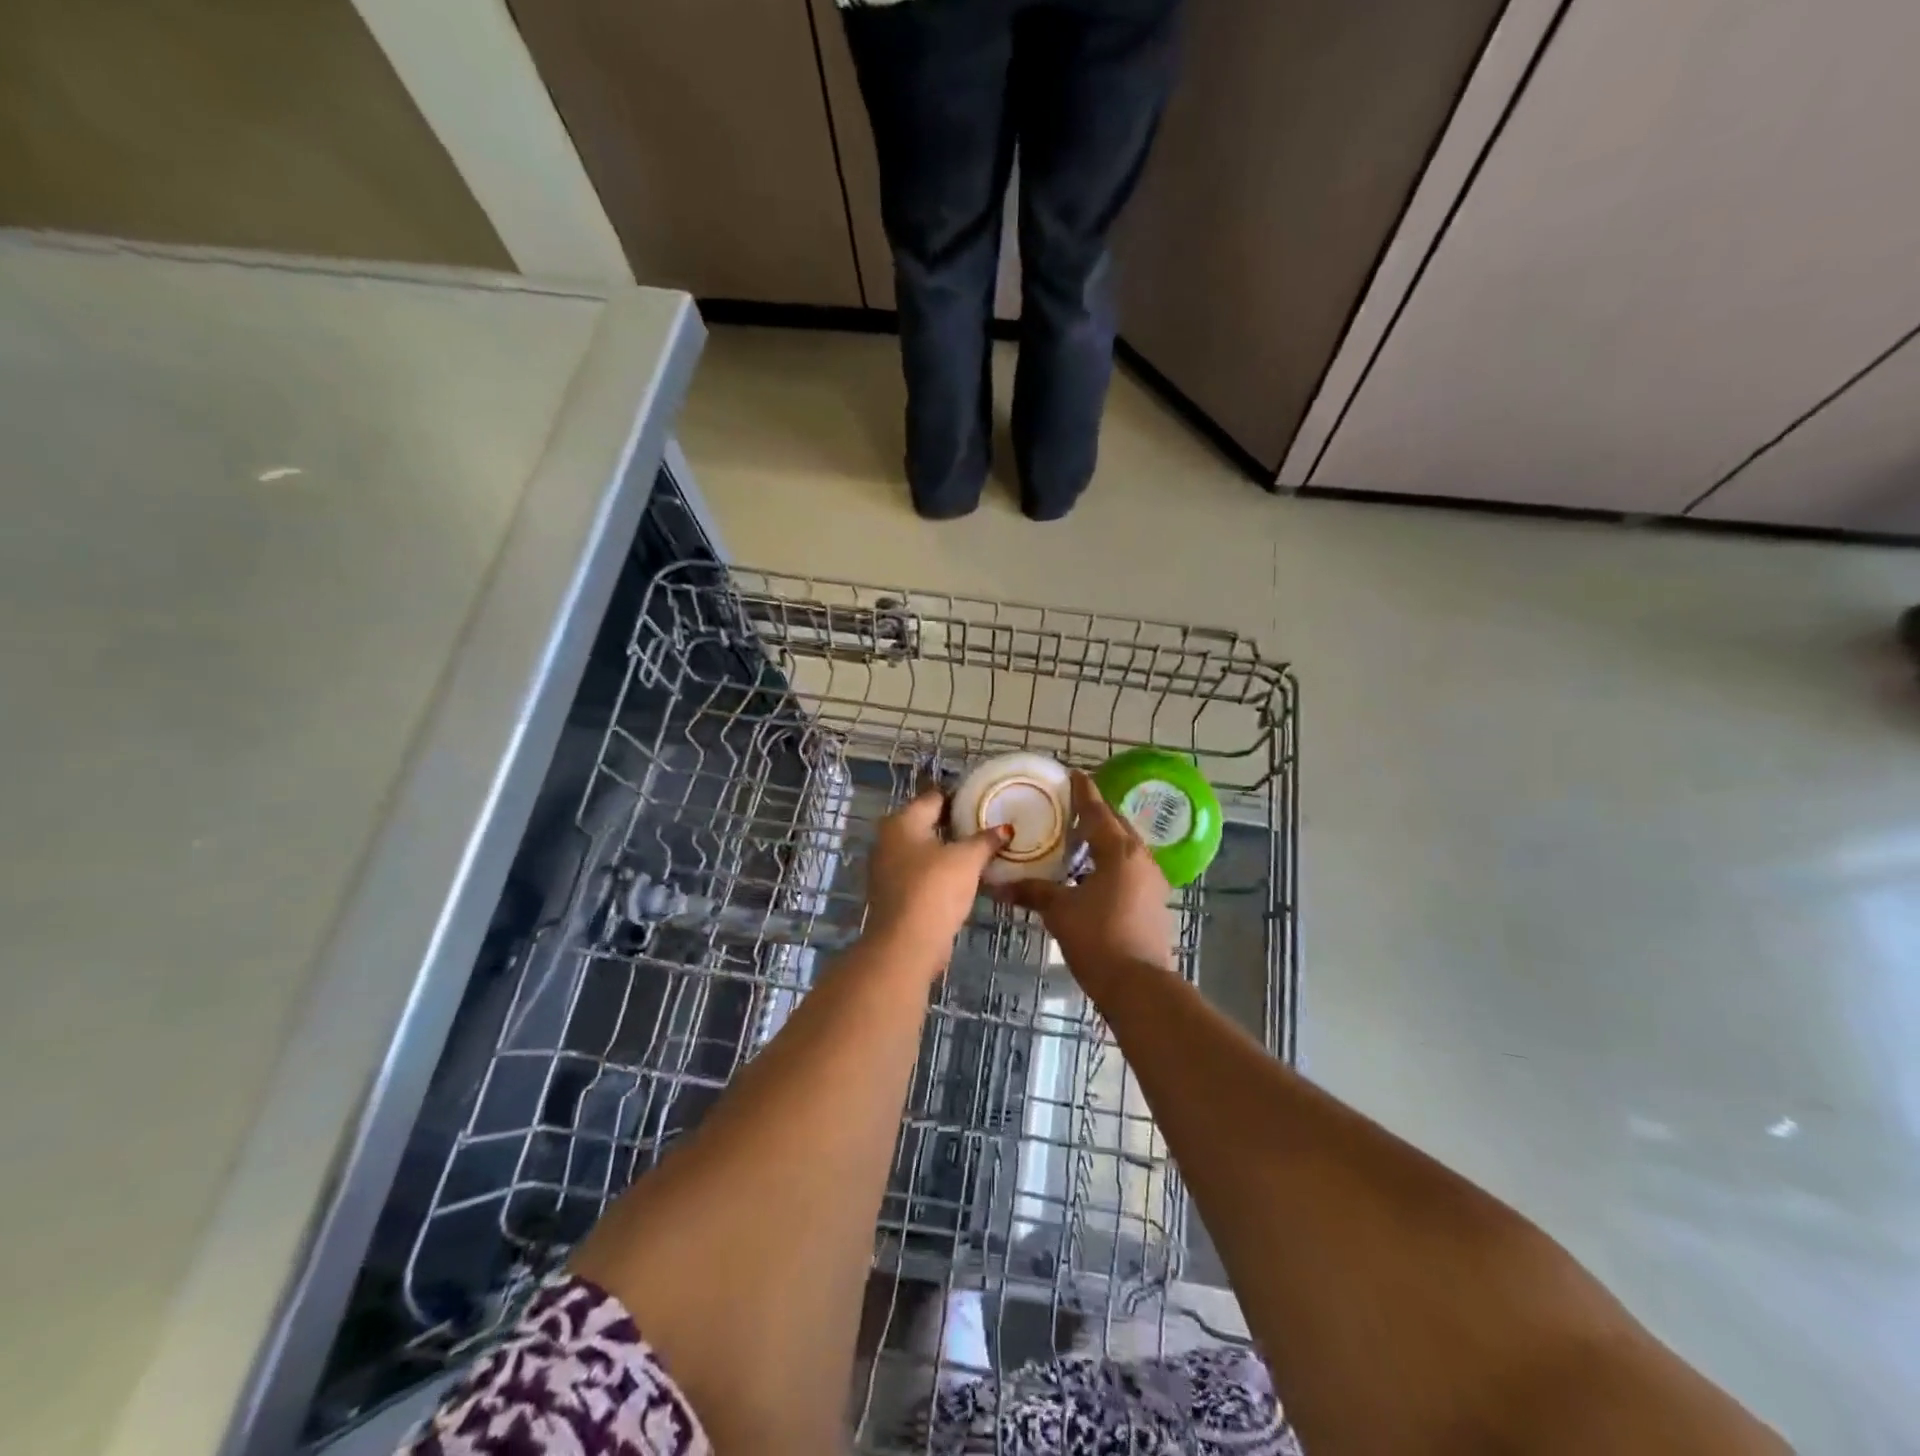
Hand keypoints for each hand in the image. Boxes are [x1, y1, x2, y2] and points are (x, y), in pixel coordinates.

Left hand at [864, 789, 1008, 970]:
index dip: (959, 797)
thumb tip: (1005, 828)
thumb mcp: (967, 860)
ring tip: (980, 850)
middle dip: (954, 824)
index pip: (934, 797)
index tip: (984, 800)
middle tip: (986, 825)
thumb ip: (986, 840)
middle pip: (927, 823)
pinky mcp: (894, 893)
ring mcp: (887, 868)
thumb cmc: (935, 889)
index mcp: (902, 821)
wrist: (906, 944)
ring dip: (947, 850)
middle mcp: (888, 839)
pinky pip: (921, 872)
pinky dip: (939, 871)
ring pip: (923, 849)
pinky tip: (963, 876)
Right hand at [999, 771, 1174, 983]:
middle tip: (1071, 805)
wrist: (1139, 986)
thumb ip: (1032, 892)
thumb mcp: (1060, 911)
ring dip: (1104, 839)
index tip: (1073, 774)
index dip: (1083, 792)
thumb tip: (998, 886)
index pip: (1098, 811)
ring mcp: (1151, 881)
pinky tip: (1091, 872)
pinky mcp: (1153, 902)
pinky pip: (1129, 868)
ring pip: (1125, 848)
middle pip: (1117, 825)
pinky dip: (1110, 862)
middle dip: (1096, 813)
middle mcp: (1140, 858)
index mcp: (1120, 851)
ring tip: (1078, 837)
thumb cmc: (1098, 938)